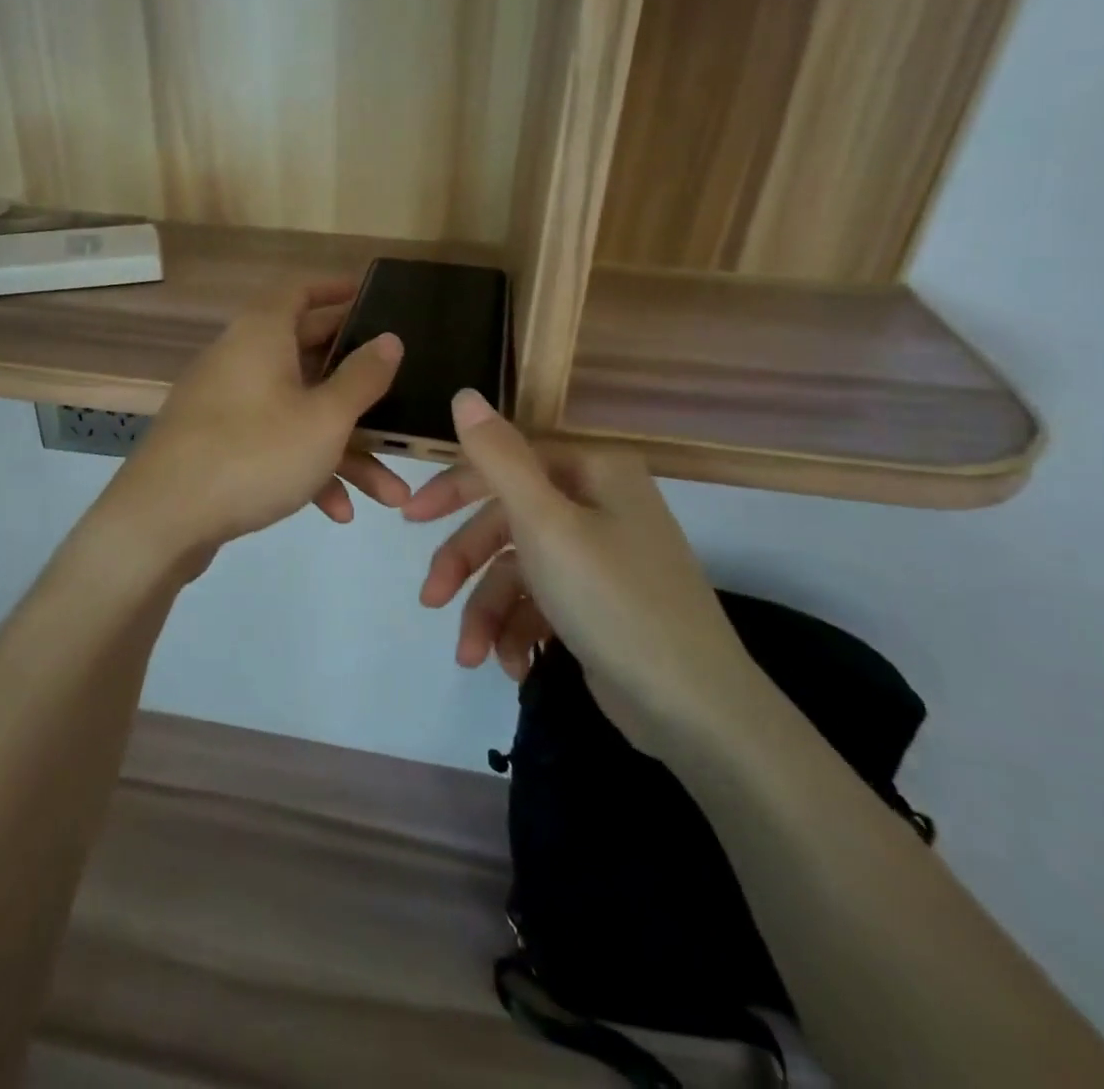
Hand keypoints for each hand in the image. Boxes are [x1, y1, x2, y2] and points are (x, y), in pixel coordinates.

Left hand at [99, 280, 408, 558]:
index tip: (370, 296)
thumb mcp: (324, 418)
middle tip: (397, 387)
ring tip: (390, 490)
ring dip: (345, 448)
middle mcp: (241, 360)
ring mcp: (227, 405)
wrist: (162, 520)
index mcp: (262, 335)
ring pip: (297, 413)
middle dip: (358, 385)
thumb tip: (390, 339)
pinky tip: (338, 510)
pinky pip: (273, 444)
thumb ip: (362, 378)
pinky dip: (307, 468)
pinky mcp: (218, 446)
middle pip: (307, 355)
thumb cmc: (253, 453)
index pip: (299, 291)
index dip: (335, 289)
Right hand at [403, 390, 759, 748]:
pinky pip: (540, 602)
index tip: (410, 518)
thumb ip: (497, 457)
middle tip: (430, 598)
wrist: (694, 709)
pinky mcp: (598, 603)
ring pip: (518, 569)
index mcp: (592, 471)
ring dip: (486, 610)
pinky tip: (510, 665)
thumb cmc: (612, 600)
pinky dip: (517, 631)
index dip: (453, 488)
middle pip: (507, 521)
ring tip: (471, 656)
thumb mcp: (545, 524)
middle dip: (465, 564)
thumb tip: (464, 394)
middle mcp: (598, 504)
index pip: (505, 463)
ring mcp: (600, 556)